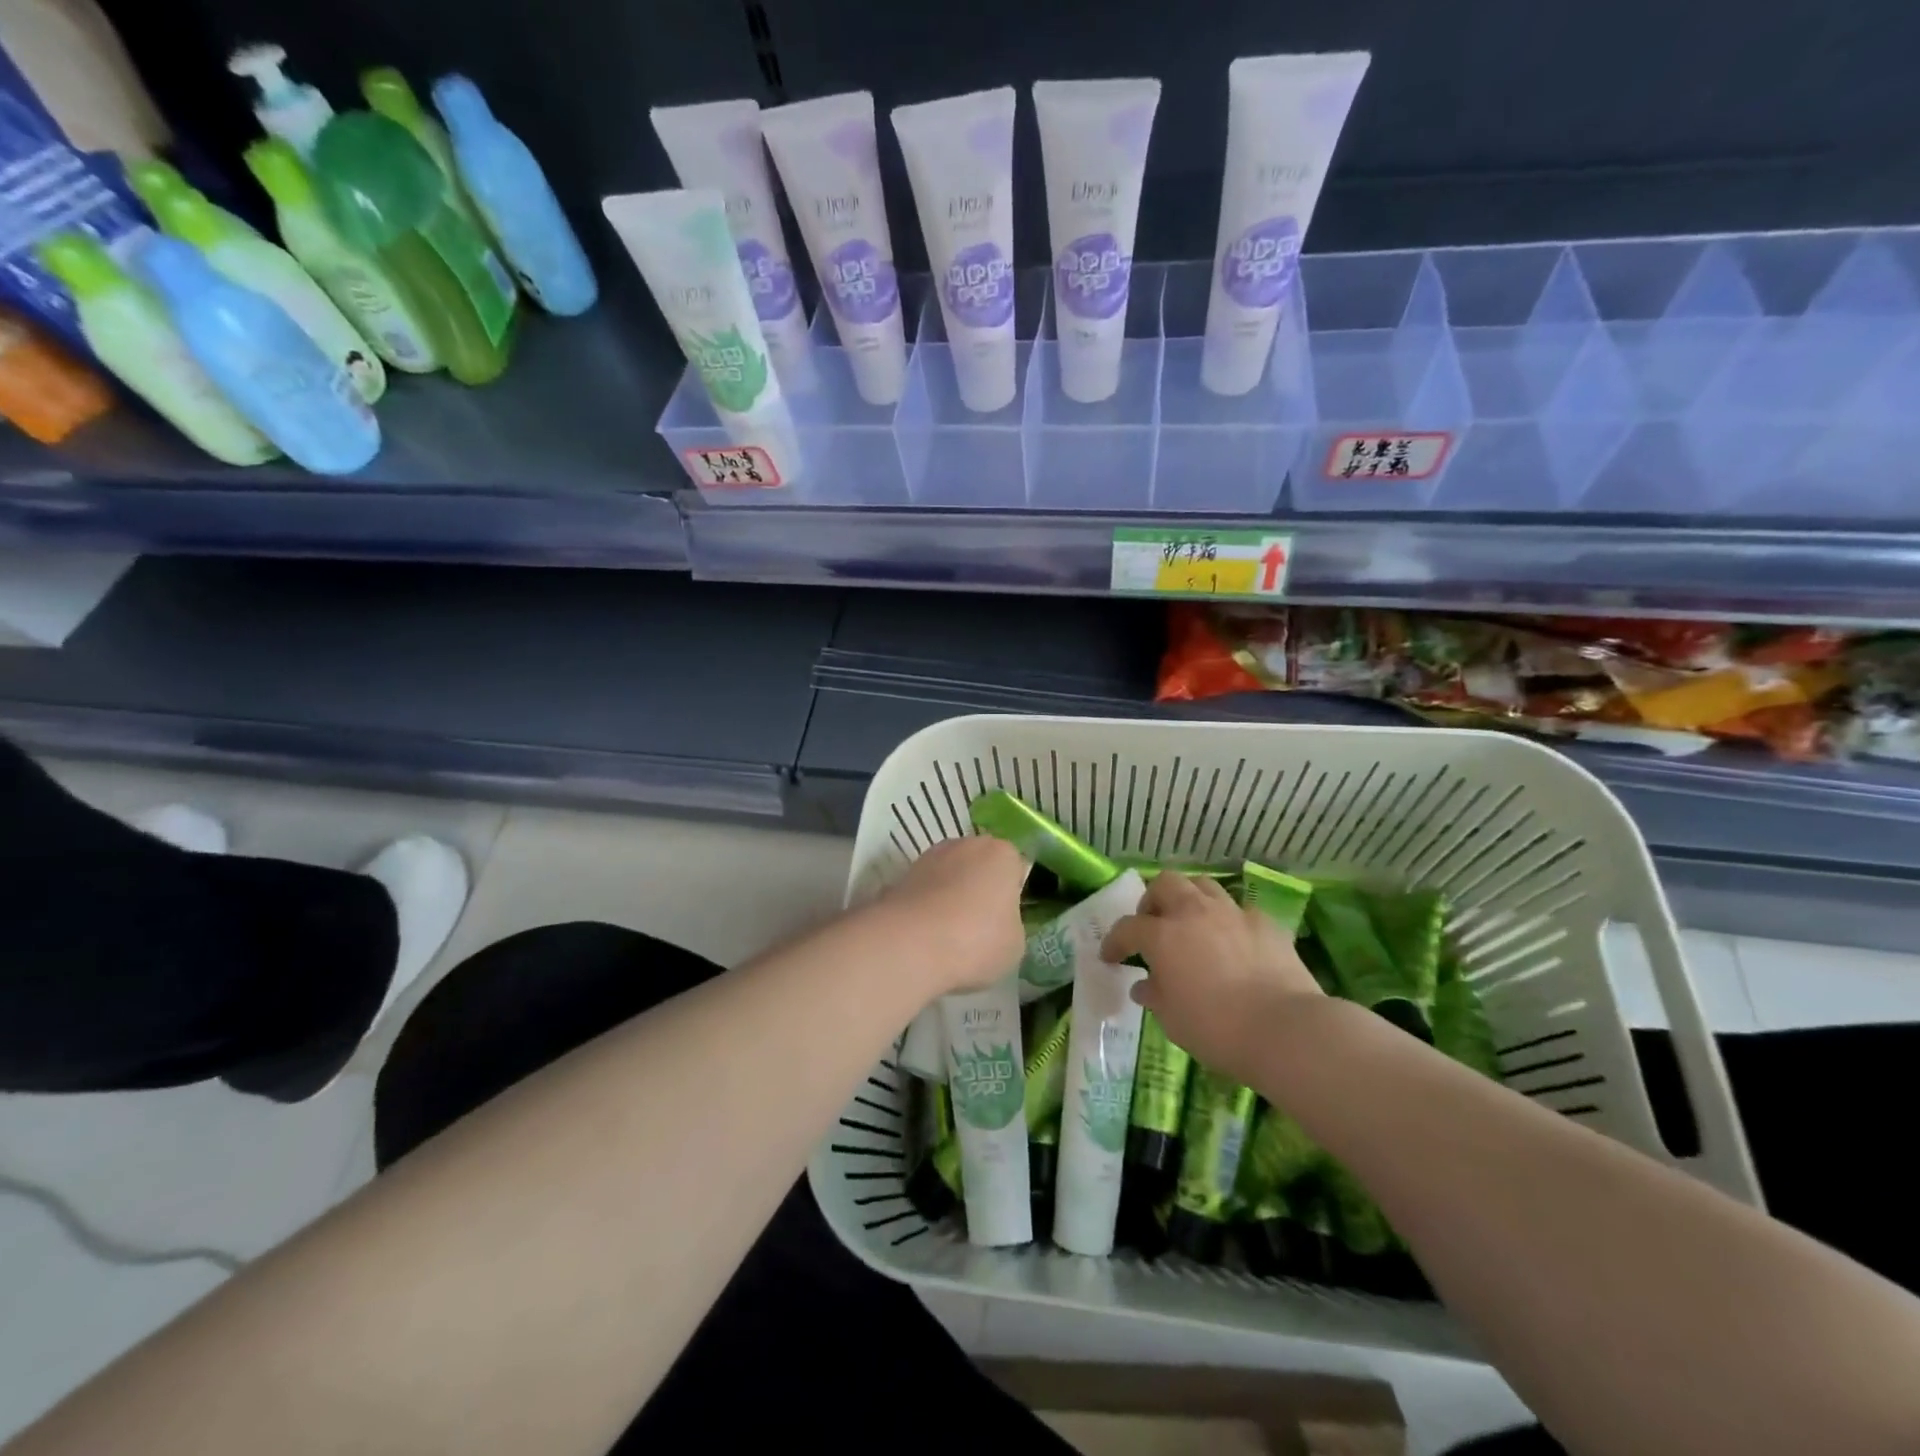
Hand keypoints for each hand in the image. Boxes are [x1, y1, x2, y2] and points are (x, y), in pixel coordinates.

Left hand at [874, 835, 1028, 996]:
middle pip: (979, 866)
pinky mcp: (901, 875)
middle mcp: (966, 845)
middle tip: (978, 928)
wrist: (910, 945)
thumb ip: (1010, 924)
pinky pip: (924, 892)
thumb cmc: (976, 941)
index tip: (1004, 921)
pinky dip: (926, 907)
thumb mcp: (1014, 944)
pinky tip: (924, 936)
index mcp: (1002, 854)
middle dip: (979, 890)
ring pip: (949, 876)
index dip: (1011, 895)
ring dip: (950, 896)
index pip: (1014, 868)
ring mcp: (930, 857)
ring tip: (948, 936)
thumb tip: (996, 924)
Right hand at [1101, 872, 1321, 1083]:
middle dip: (1152, 900)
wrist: (1285, 1029)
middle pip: (1164, 884)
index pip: (1127, 928)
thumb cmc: (1217, 1029)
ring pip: (1203, 885)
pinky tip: (1232, 941)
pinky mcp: (1265, 922)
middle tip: (1152, 925)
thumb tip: (1144, 985)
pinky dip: (1227, 920)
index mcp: (1163, 936)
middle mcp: (1194, 913)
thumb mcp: (1172, 1020)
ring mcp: (1232, 913)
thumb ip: (1154, 996)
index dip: (1114, 942)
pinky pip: (1238, 909)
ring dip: (1189, 899)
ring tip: (1191, 923)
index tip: (1111, 957)